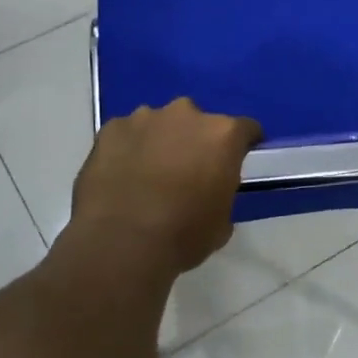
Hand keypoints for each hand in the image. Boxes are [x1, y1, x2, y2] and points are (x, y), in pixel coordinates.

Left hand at [70, 99, 261, 273]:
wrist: (121, 243)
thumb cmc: (183, 235)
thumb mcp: (222, 221)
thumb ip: (221, 192)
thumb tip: (210, 192)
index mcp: (222, 135)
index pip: (246, 129)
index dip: (242, 146)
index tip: (236, 162)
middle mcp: (186, 115)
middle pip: (199, 121)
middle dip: (196, 141)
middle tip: (188, 171)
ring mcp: (144, 118)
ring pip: (160, 124)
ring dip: (161, 141)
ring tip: (150, 173)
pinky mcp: (111, 129)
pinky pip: (127, 134)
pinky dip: (129, 148)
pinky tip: (122, 175)